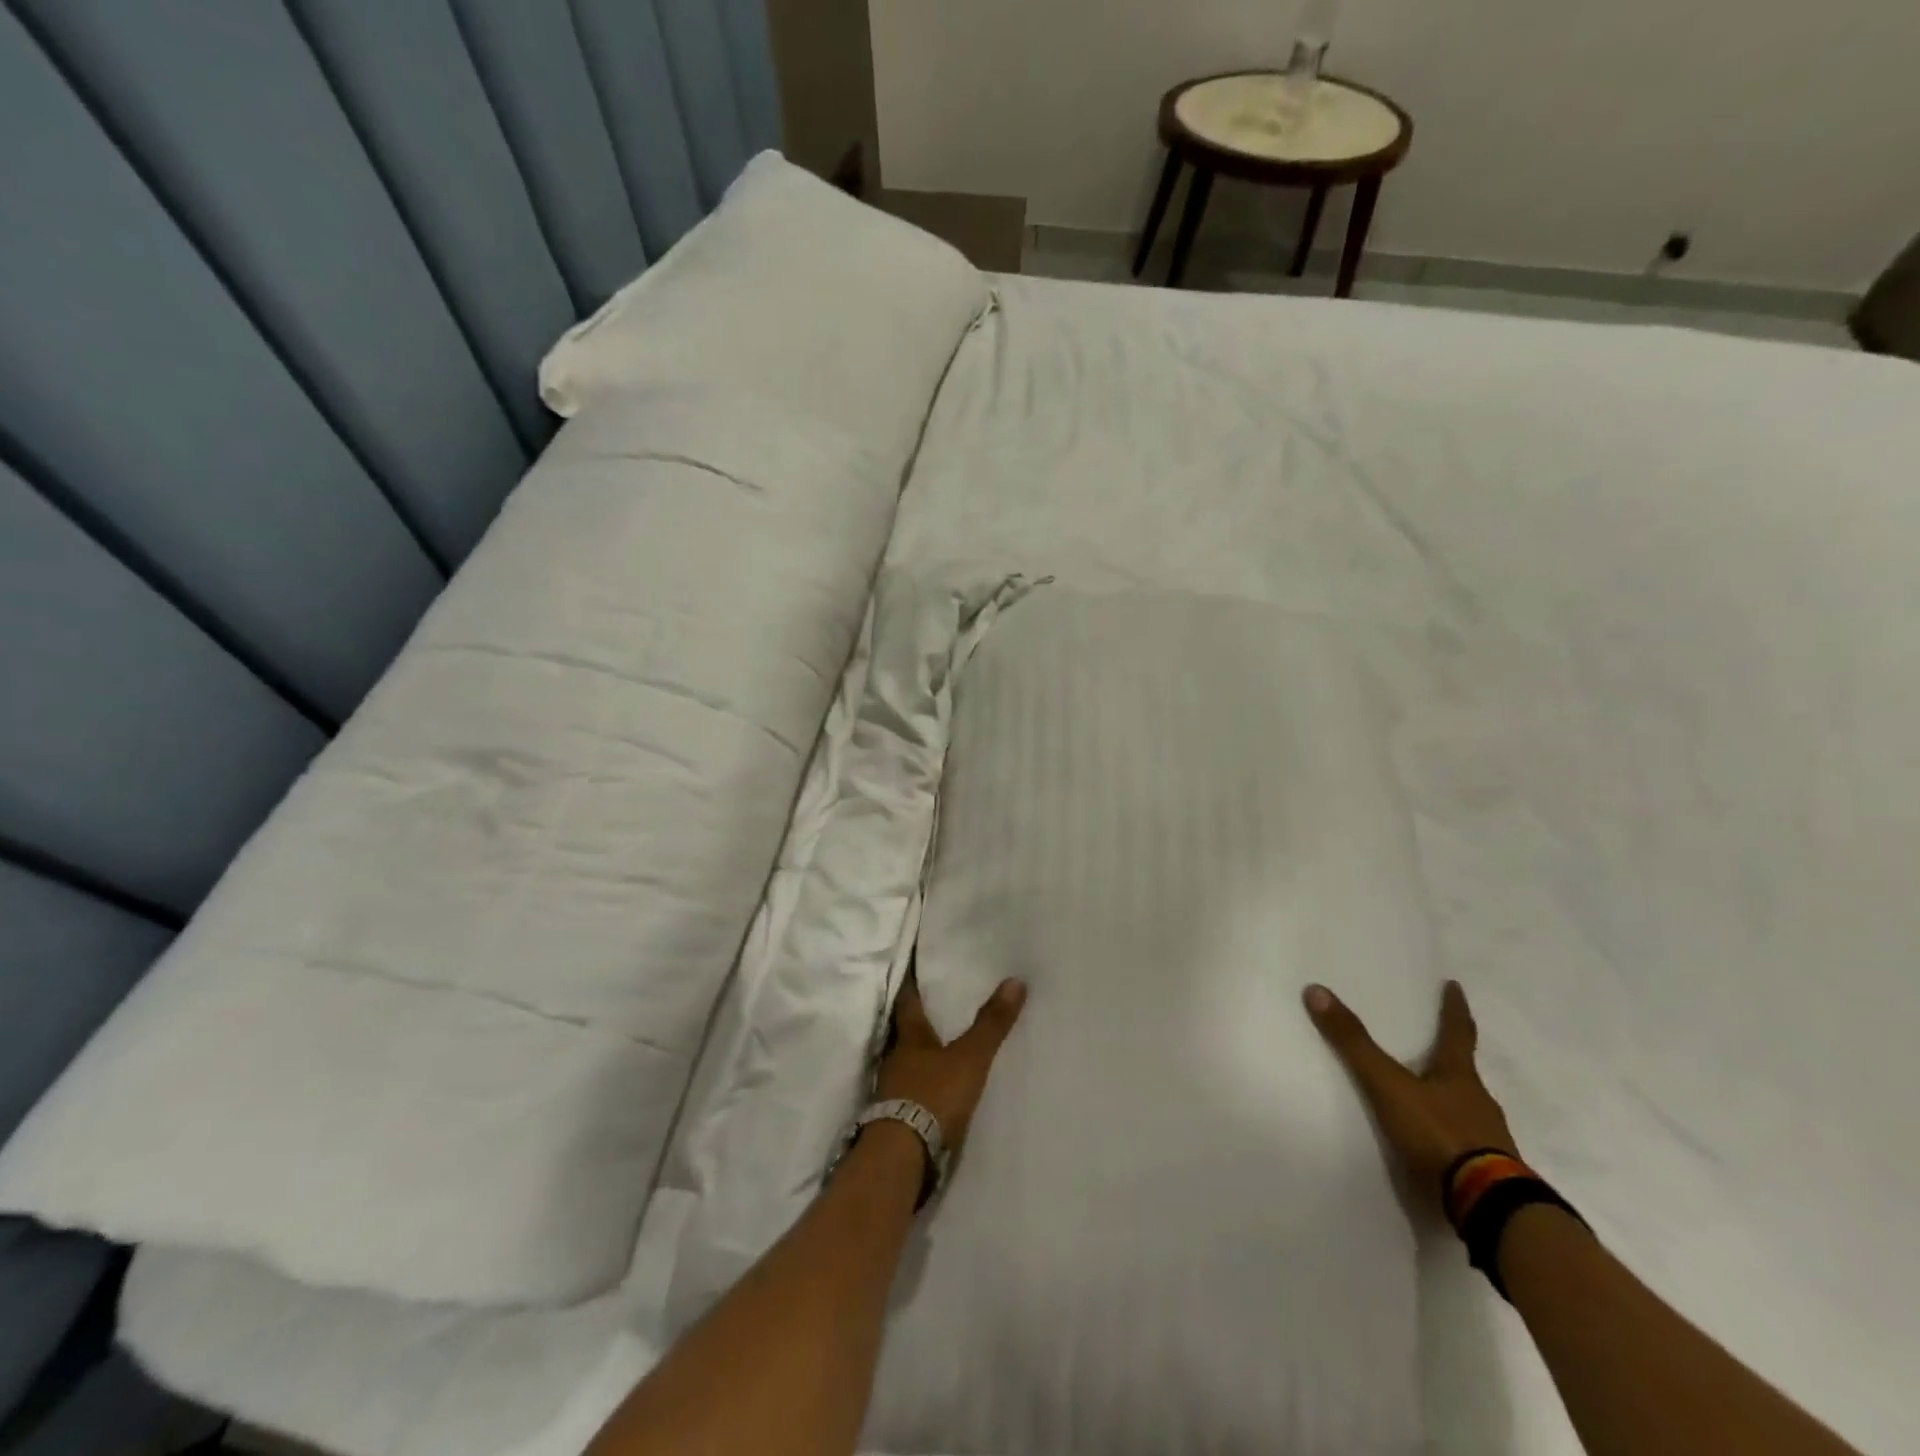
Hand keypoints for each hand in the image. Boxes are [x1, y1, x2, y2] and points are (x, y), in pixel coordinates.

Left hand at [875, 976, 1026, 1152]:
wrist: (902, 1157)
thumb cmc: (933, 1095)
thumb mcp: (969, 1058)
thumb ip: (991, 1024)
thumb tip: (1015, 980)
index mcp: (909, 1038)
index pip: (908, 1001)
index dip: (912, 985)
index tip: (916, 968)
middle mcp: (895, 1058)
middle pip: (906, 1032)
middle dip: (921, 1020)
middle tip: (937, 1004)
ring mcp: (892, 1090)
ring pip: (907, 1061)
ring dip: (921, 1054)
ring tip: (941, 1045)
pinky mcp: (895, 1118)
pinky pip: (910, 1090)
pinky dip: (922, 1084)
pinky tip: (935, 1087)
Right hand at [1304, 979, 1518, 1214]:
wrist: (1489, 1207)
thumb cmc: (1439, 1134)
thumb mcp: (1388, 1086)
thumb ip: (1354, 1044)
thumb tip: (1317, 990)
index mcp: (1460, 1077)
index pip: (1457, 1032)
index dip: (1454, 1008)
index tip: (1455, 986)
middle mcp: (1479, 1102)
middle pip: (1464, 1072)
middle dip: (1450, 1059)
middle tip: (1436, 1045)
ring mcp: (1489, 1140)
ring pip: (1468, 1110)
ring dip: (1451, 1101)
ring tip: (1430, 1100)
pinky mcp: (1488, 1173)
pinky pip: (1468, 1145)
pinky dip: (1453, 1138)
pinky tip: (1439, 1147)